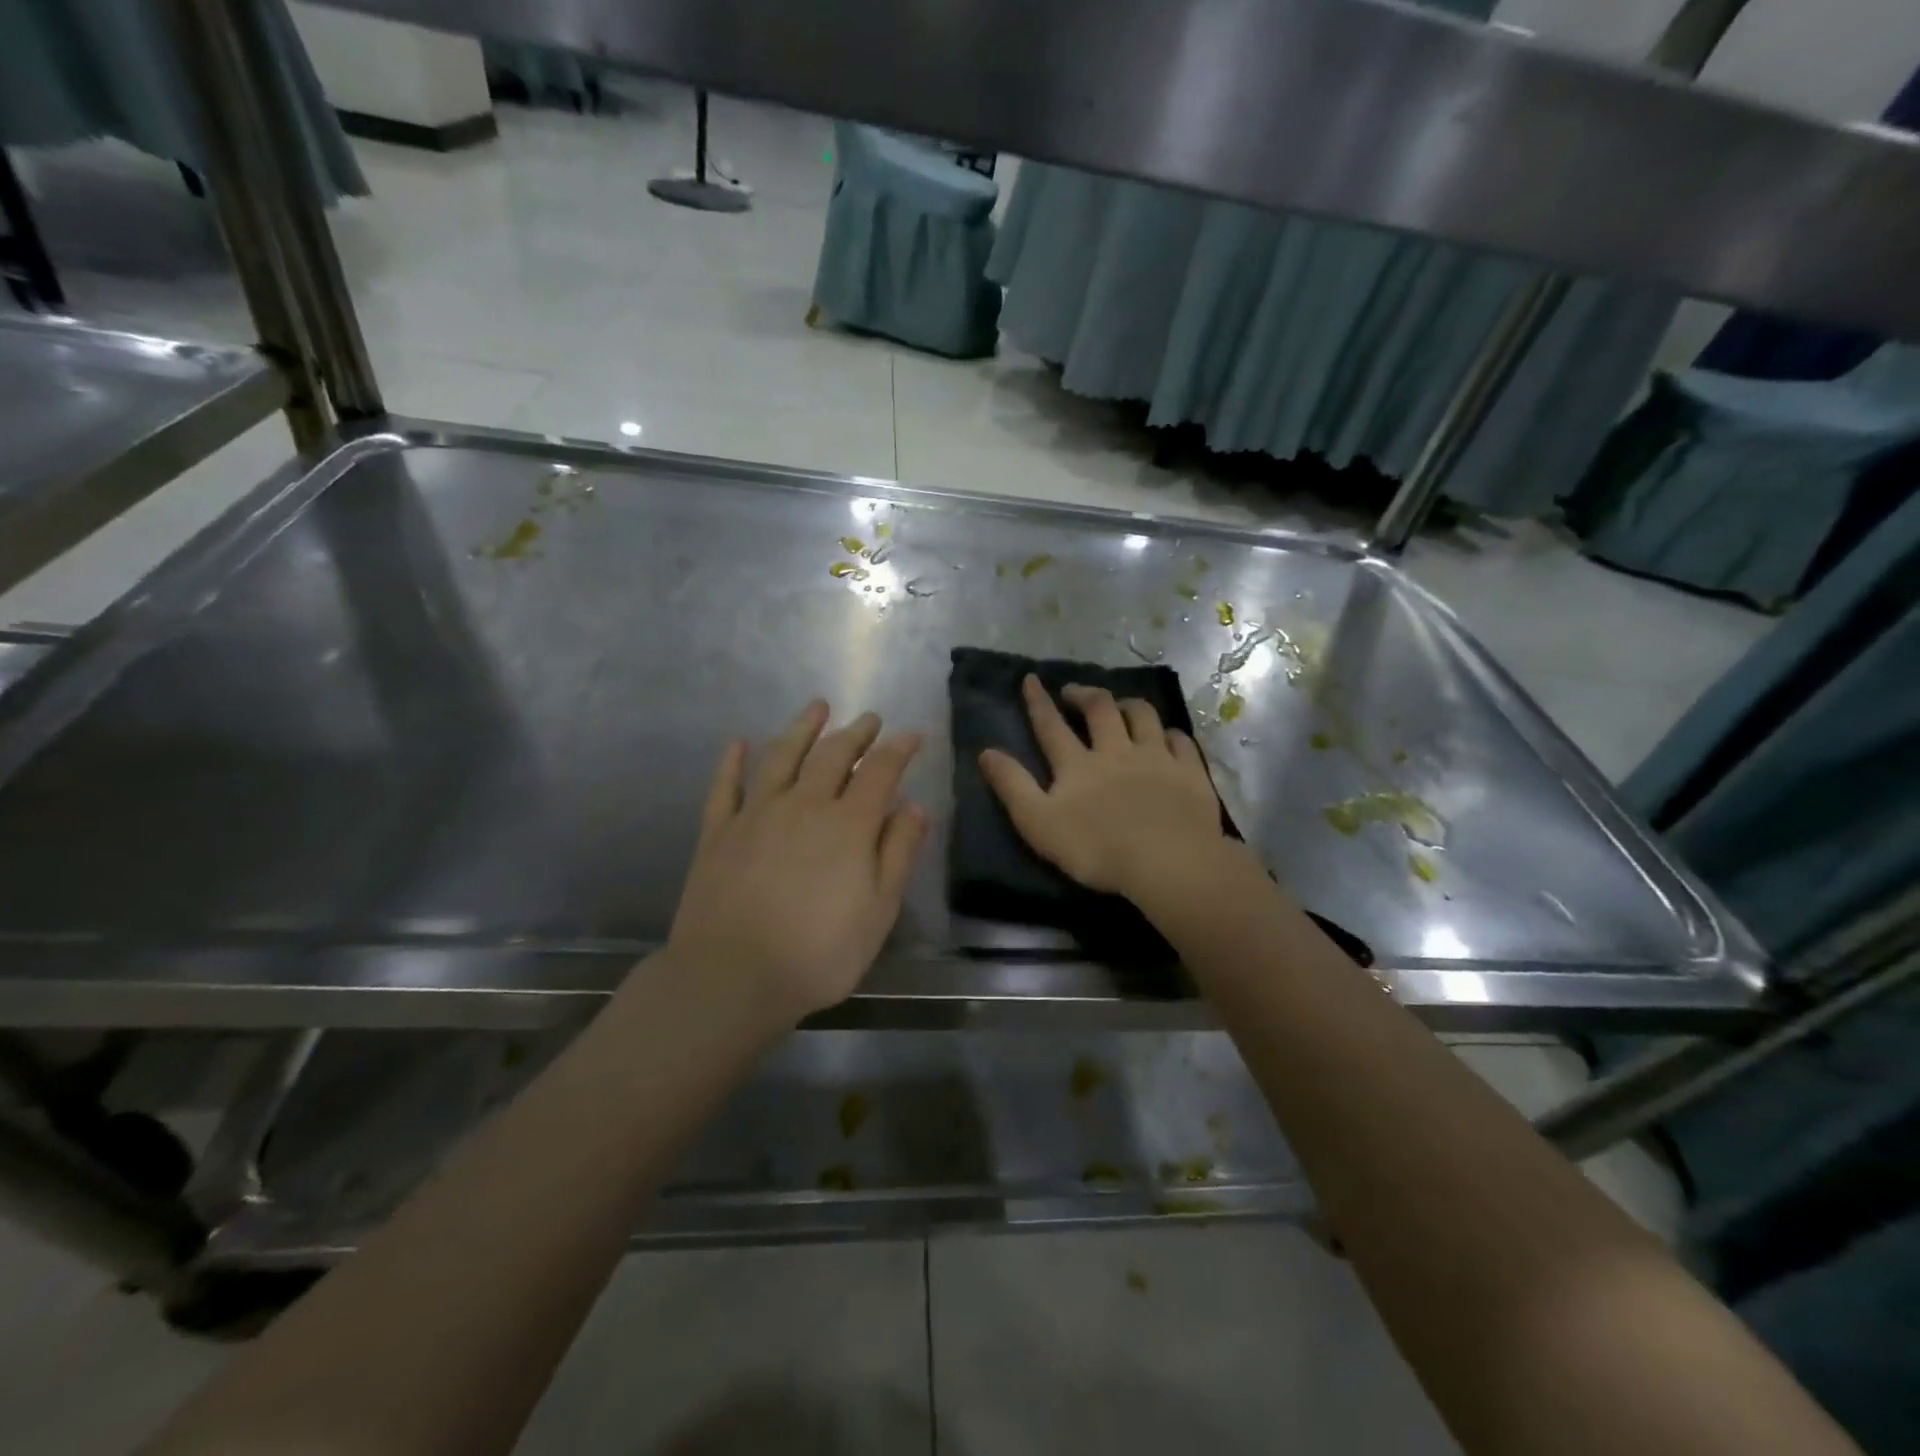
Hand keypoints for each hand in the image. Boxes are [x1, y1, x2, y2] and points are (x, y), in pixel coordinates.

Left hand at [666, 701, 928, 1019]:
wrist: (731, 976)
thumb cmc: (818, 952)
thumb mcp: (879, 911)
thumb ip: (898, 853)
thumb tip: (914, 806)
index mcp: (848, 824)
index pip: (880, 771)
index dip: (899, 749)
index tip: (913, 735)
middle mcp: (804, 804)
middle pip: (833, 755)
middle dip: (856, 733)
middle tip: (870, 719)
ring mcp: (756, 813)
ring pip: (783, 756)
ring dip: (803, 728)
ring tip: (818, 707)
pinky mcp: (718, 831)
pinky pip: (726, 785)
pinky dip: (733, 761)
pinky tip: (739, 744)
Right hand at [980, 676, 1227, 901]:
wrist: (1168, 862)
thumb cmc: (1096, 849)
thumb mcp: (1039, 823)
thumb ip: (1012, 786)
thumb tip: (986, 752)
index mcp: (1078, 764)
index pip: (1051, 725)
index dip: (1038, 702)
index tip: (1031, 679)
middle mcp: (1117, 750)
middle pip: (1100, 709)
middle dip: (1084, 694)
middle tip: (1074, 691)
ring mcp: (1157, 758)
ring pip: (1143, 715)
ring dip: (1128, 704)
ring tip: (1120, 705)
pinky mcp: (1190, 772)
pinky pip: (1180, 741)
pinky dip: (1170, 733)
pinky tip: (1167, 736)